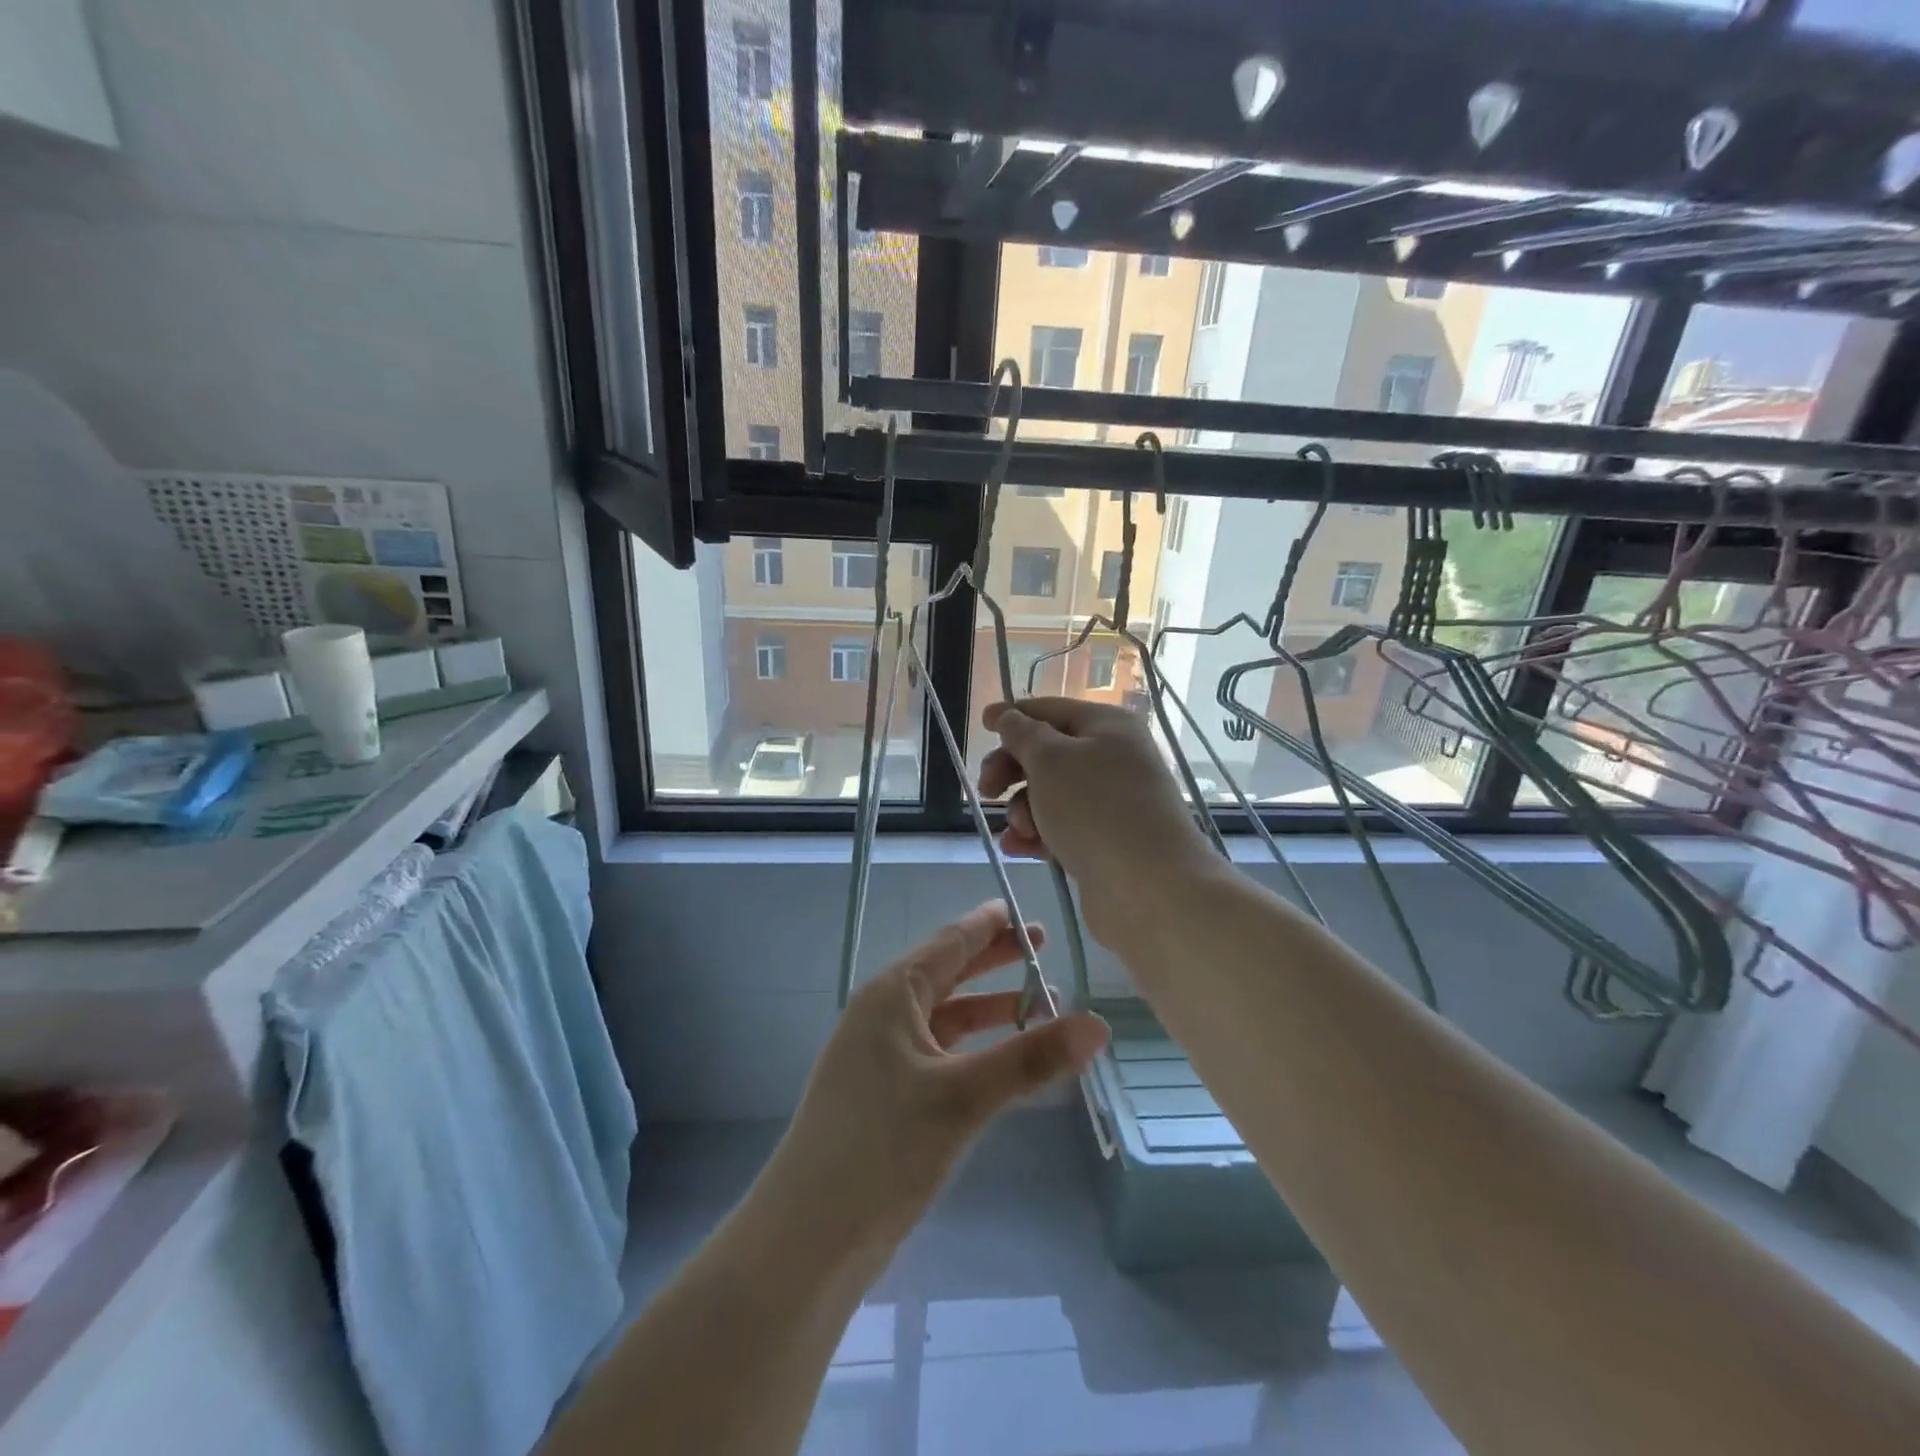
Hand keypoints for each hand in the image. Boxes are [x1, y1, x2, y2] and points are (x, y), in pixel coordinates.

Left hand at [762, 901, 1108, 1257]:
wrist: (810, 1237)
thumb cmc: (883, 1147)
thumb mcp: (962, 1097)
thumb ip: (1030, 1059)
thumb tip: (1098, 1025)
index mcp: (891, 995)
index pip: (949, 943)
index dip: (987, 925)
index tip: (1021, 910)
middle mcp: (882, 1015)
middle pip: (947, 974)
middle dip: (994, 961)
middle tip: (1042, 946)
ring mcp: (880, 1057)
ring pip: (945, 1017)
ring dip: (989, 1009)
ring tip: (1042, 1006)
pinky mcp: (885, 1095)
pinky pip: (939, 1052)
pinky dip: (975, 1047)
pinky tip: (1005, 1061)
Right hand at [979, 698, 1218, 943]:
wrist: (1148, 887)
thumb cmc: (1094, 809)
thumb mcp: (1049, 760)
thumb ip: (1022, 734)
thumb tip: (1008, 716)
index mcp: (1107, 725)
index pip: (1050, 710)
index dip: (1013, 716)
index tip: (980, 726)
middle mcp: (1113, 757)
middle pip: (1047, 753)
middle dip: (1012, 771)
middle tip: (986, 791)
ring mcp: (1112, 801)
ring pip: (1050, 794)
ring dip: (1022, 809)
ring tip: (1020, 831)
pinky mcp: (1106, 840)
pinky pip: (1061, 827)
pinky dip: (1037, 834)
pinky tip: (1018, 848)